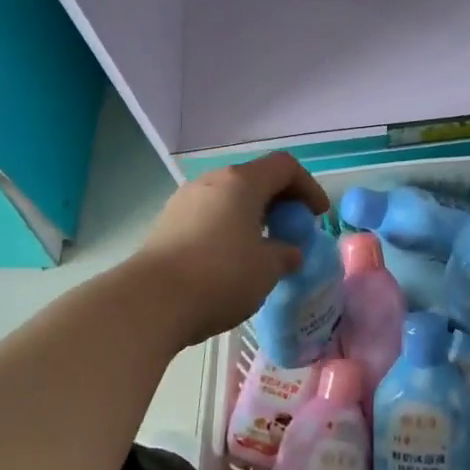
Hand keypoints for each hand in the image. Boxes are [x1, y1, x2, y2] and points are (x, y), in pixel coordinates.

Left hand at [131, 152, 330, 349]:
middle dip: (280, 200)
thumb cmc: (220, 276)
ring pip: (229, 197)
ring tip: (263, 245)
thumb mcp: (267, 269)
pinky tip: (231, 258)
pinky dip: (228, 227)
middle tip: (293, 229)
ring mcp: (184, 201)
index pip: (284, 167)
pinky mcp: (167, 224)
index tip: (318, 216)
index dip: (308, 187)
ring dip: (252, 215)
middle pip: (254, 178)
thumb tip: (289, 251)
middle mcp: (211, 182)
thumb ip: (285, 254)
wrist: (150, 302)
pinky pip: (208, 215)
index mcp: (241, 183)